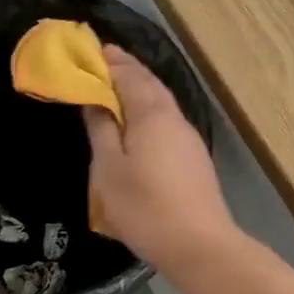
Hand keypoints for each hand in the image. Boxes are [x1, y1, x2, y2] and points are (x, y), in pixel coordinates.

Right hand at [85, 46, 238, 271]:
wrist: (199, 244)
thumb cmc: (145, 206)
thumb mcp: (109, 170)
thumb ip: (102, 130)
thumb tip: (95, 101)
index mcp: (152, 114)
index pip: (131, 75)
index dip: (112, 61)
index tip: (95, 49)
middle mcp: (174, 118)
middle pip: (150, 84)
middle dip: (128, 70)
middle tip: (105, 61)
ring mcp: (189, 137)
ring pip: (162, 103)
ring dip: (140, 89)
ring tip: (118, 87)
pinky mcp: (194, 157)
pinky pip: (167, 120)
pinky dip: (150, 110)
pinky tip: (140, 122)